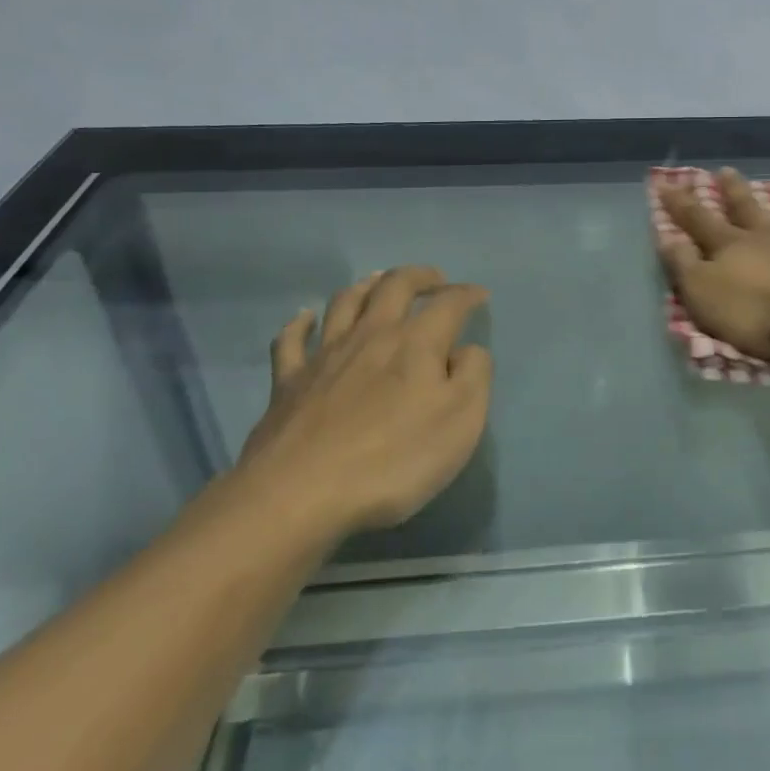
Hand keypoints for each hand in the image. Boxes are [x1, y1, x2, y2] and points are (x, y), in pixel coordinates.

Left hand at [231, 266, 492, 542]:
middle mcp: (370, 335)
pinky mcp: (288, 383)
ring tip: (378, 282)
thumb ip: (474, 375)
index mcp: (415, 343)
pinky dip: (300, 324)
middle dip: (419, 276)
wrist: (300, 494)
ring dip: (366, 286)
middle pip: (394, 286)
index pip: (448, 304)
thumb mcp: (461, 421)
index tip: (480, 295)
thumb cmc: (394, 459)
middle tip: (435, 279)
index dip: (466, 295)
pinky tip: (305, 318)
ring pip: (344, 303)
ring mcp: (324, 356)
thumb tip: (466, 350)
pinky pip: (291, 341)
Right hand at [658, 168, 769, 361]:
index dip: (681, 204)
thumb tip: (666, 238)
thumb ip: (684, 266)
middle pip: (748, 208)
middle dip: (734, 190)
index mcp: (733, 247)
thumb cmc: (759, 315)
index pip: (699, 221)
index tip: (666, 183)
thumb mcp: (704, 296)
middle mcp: (769, 236)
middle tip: (726, 170)